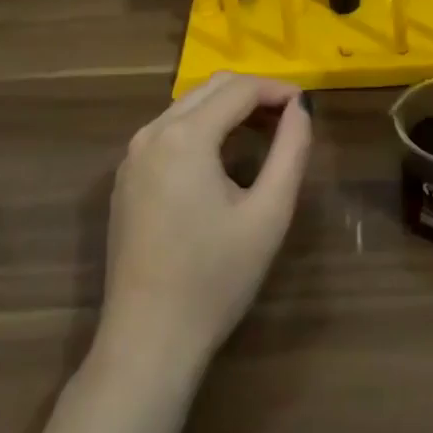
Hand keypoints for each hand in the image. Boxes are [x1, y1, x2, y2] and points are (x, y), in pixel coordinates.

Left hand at [101, 73, 312, 370]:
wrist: (147, 344)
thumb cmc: (214, 279)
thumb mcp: (268, 214)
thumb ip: (291, 150)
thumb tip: (301, 107)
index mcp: (185, 136)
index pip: (240, 89)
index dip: (278, 89)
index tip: (306, 104)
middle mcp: (152, 133)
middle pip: (211, 88)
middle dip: (254, 93)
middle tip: (289, 117)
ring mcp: (133, 155)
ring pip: (188, 106)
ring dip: (228, 108)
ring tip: (264, 132)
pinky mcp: (126, 178)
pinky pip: (170, 131)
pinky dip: (202, 127)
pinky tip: (224, 156)